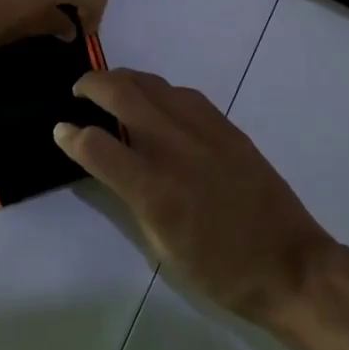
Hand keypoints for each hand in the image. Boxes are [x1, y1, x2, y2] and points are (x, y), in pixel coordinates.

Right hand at [55, 69, 337, 326]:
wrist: (289, 262)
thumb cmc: (220, 270)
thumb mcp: (162, 248)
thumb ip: (131, 200)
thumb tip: (108, 167)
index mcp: (154, 188)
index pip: (97, 146)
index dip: (70, 135)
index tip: (59, 129)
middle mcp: (175, 146)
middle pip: (123, 93)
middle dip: (92, 84)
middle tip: (78, 91)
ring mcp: (203, 129)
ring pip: (153, 84)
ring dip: (125, 80)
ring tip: (110, 89)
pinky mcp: (226, 124)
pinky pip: (182, 93)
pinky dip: (158, 91)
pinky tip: (154, 103)